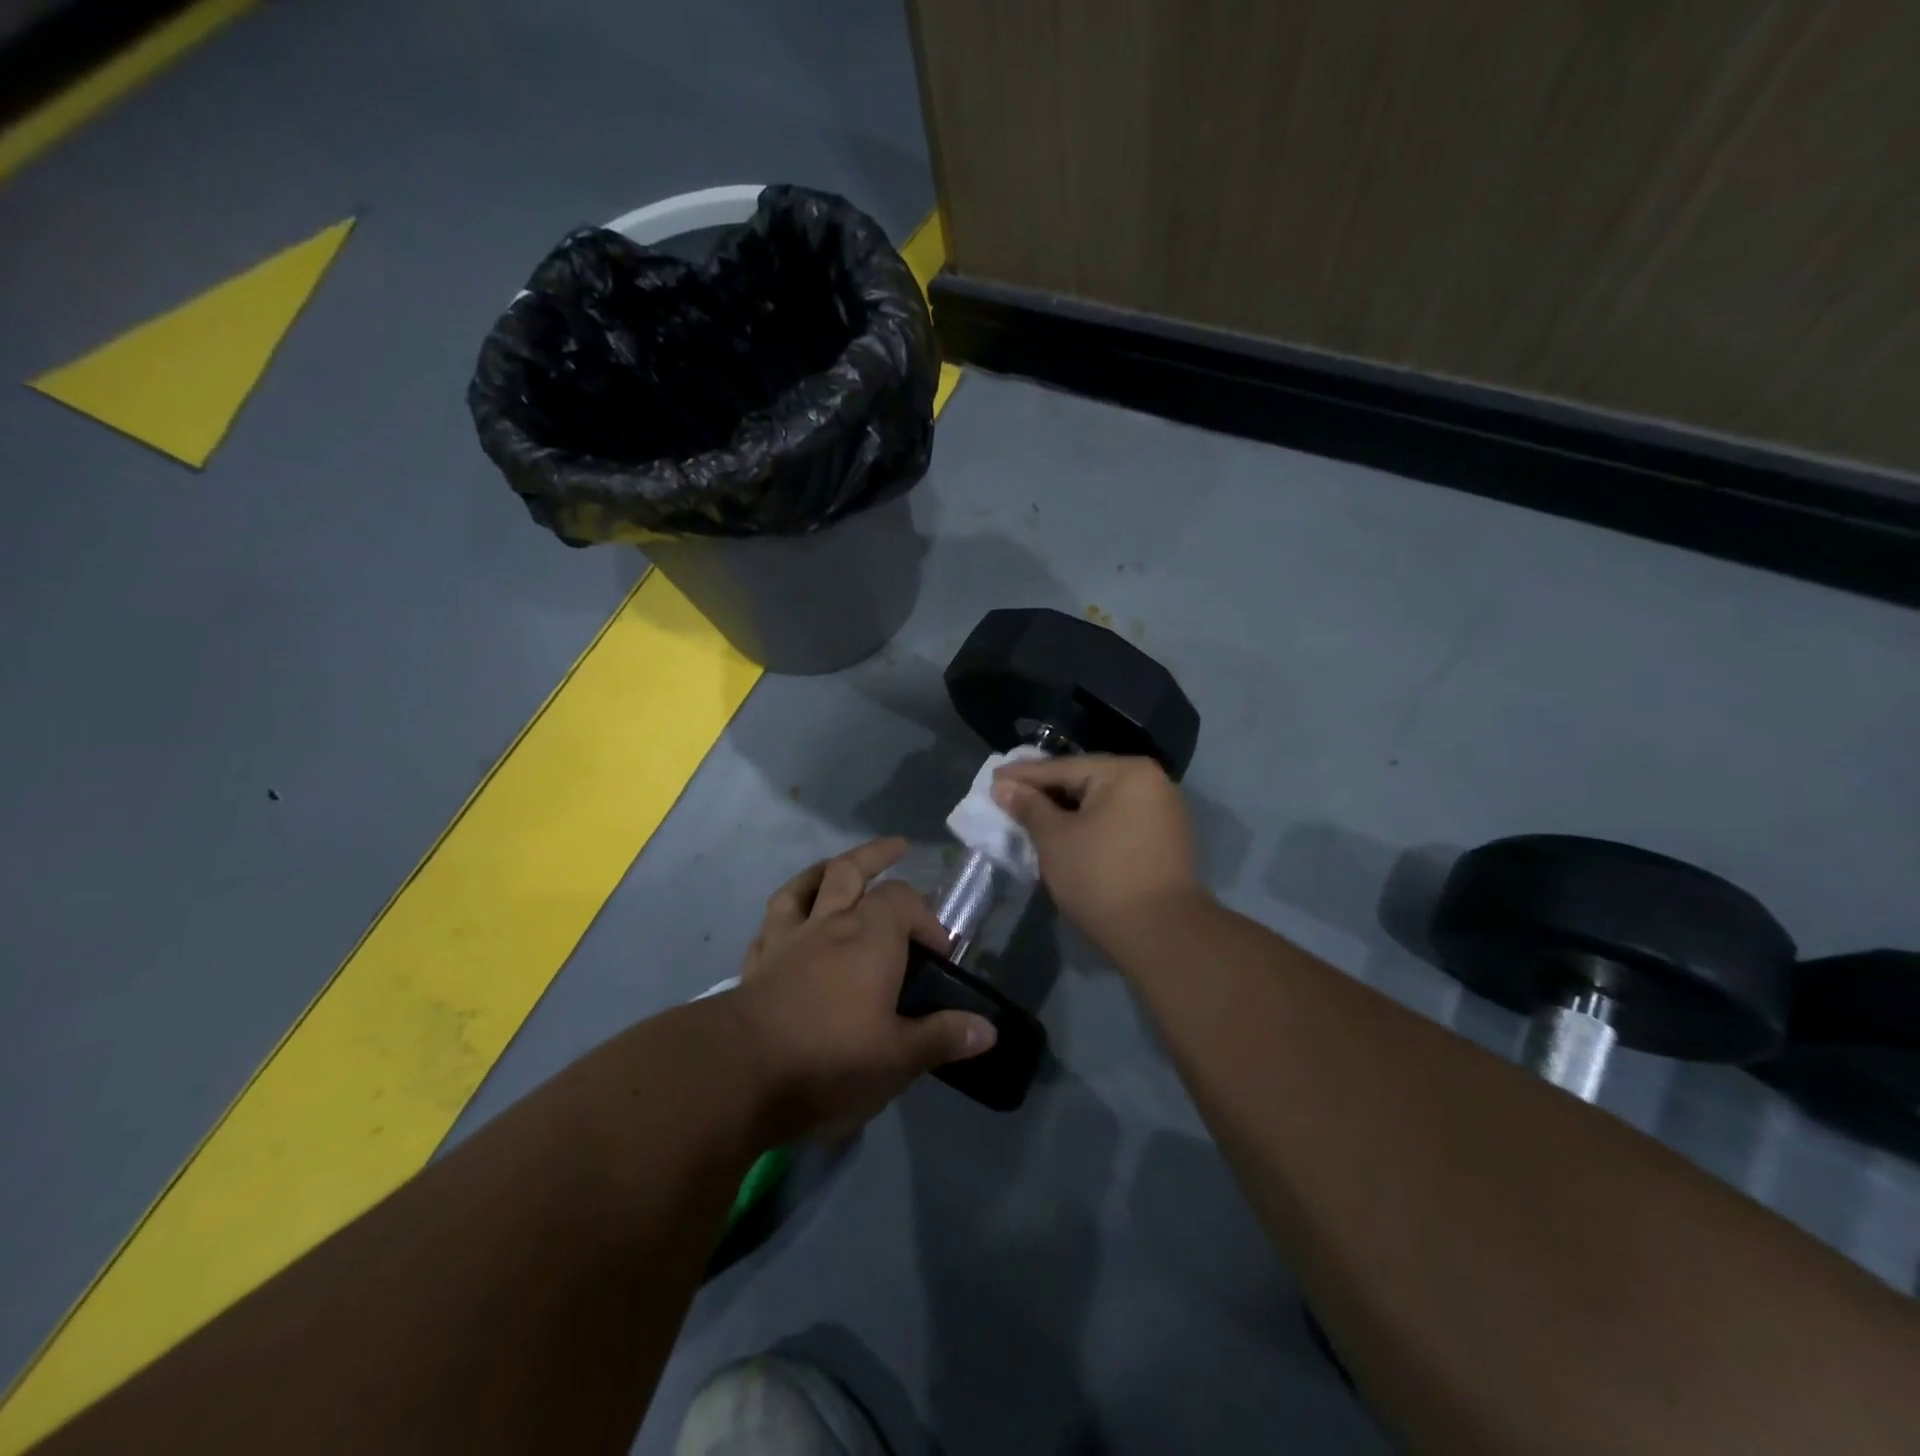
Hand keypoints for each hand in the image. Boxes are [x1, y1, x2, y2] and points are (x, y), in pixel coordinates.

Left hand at [733, 837, 996, 1140]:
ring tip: (837, 866)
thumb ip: (943, 1037)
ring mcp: (789, 938)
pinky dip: (785, 914)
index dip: (927, 919)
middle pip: (852, 870)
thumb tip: (988, 1029)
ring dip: (824, 870)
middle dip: (878, 856)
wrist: (742, 1071)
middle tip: (897, 848)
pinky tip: (787, 922)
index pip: (905, 901)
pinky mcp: (757, 961)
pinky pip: (771, 923)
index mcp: (872, 936)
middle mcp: (830, 923)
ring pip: (805, 885)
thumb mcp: (899, 1057)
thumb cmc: (831, 1057)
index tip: (940, 952)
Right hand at [992, 755, 1206, 950]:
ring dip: (1066, 809)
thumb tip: (1004, 786)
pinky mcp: (1163, 838)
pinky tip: (1064, 832)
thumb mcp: (1055, 839)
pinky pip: (1116, 819)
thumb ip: (1029, 807)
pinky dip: (1089, 824)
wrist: (1161, 934)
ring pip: (1101, 802)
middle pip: (1085, 780)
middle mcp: (1151, 781)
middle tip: (1008, 796)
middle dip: (1046, 792)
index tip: (992, 779)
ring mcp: (1162, 810)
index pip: (1063, 768)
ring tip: (1030, 815)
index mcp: (1126, 772)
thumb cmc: (1101, 877)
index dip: (1023, 776)